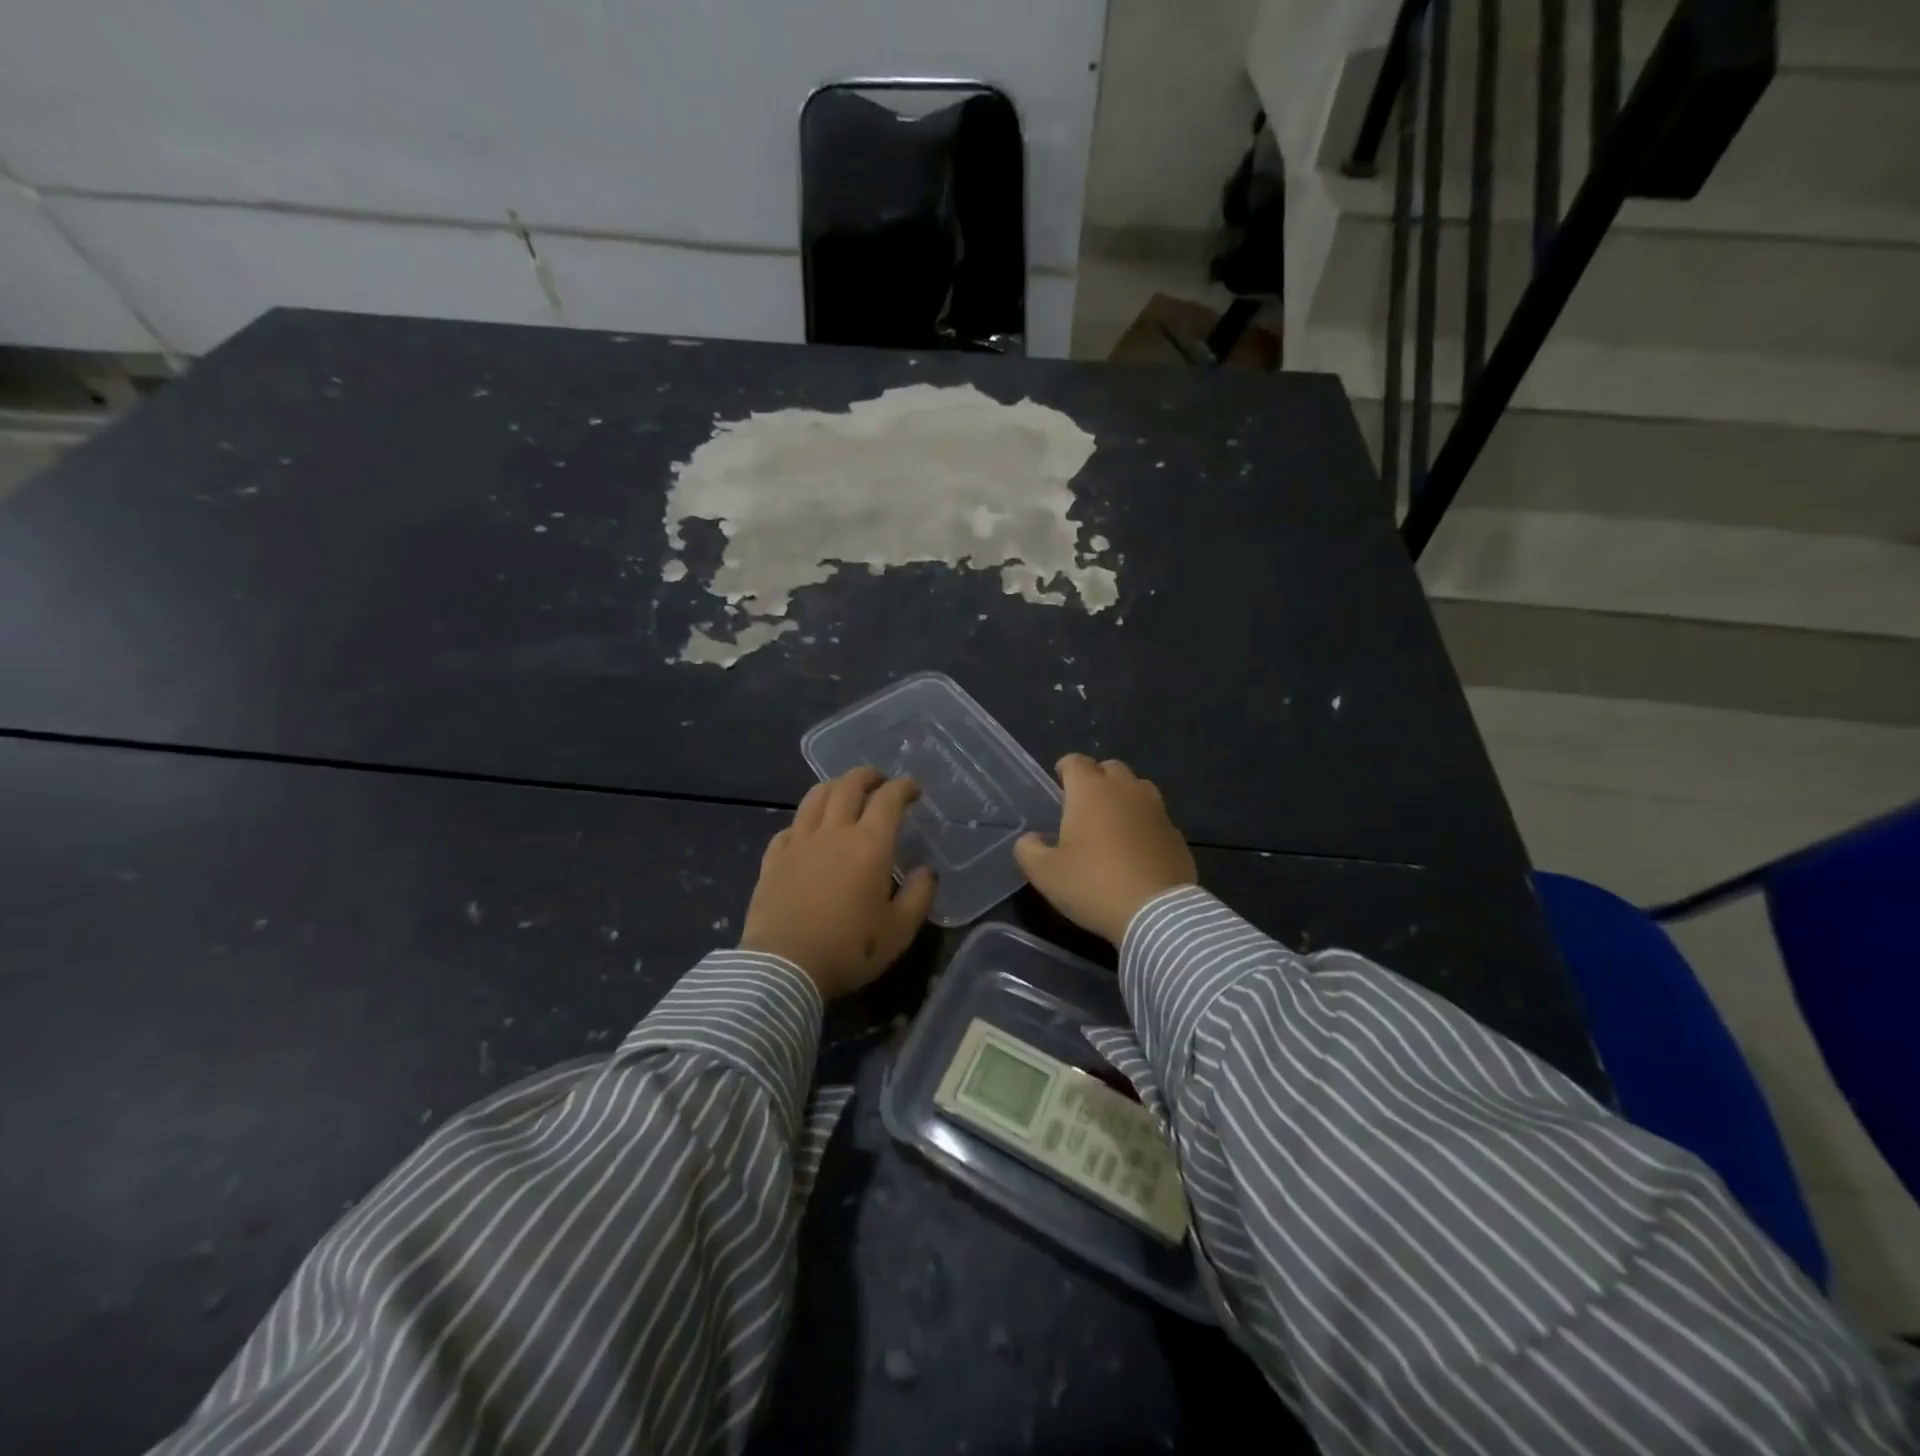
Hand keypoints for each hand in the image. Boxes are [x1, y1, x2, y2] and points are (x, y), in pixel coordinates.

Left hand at [740, 767, 936, 999]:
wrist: (783, 967)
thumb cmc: (849, 949)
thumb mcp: (899, 931)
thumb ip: (918, 896)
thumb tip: (926, 872)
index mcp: (869, 844)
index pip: (889, 799)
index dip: (903, 787)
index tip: (913, 788)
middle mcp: (834, 832)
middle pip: (848, 785)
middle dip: (867, 776)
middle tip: (879, 781)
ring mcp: (799, 842)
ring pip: (815, 797)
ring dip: (834, 787)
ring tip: (843, 792)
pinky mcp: (773, 859)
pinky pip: (789, 827)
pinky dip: (804, 821)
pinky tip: (806, 832)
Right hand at [1014, 754, 1196, 945]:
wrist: (1157, 913)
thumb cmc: (1093, 885)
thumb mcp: (1045, 873)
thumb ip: (1029, 850)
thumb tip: (1031, 839)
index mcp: (1091, 791)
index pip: (1075, 761)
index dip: (1065, 769)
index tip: (1059, 784)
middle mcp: (1126, 790)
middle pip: (1110, 768)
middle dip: (1096, 779)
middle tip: (1084, 804)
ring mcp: (1156, 810)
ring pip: (1138, 788)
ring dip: (1123, 797)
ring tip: (1112, 822)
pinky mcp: (1176, 834)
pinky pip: (1155, 817)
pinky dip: (1144, 824)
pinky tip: (1136, 849)